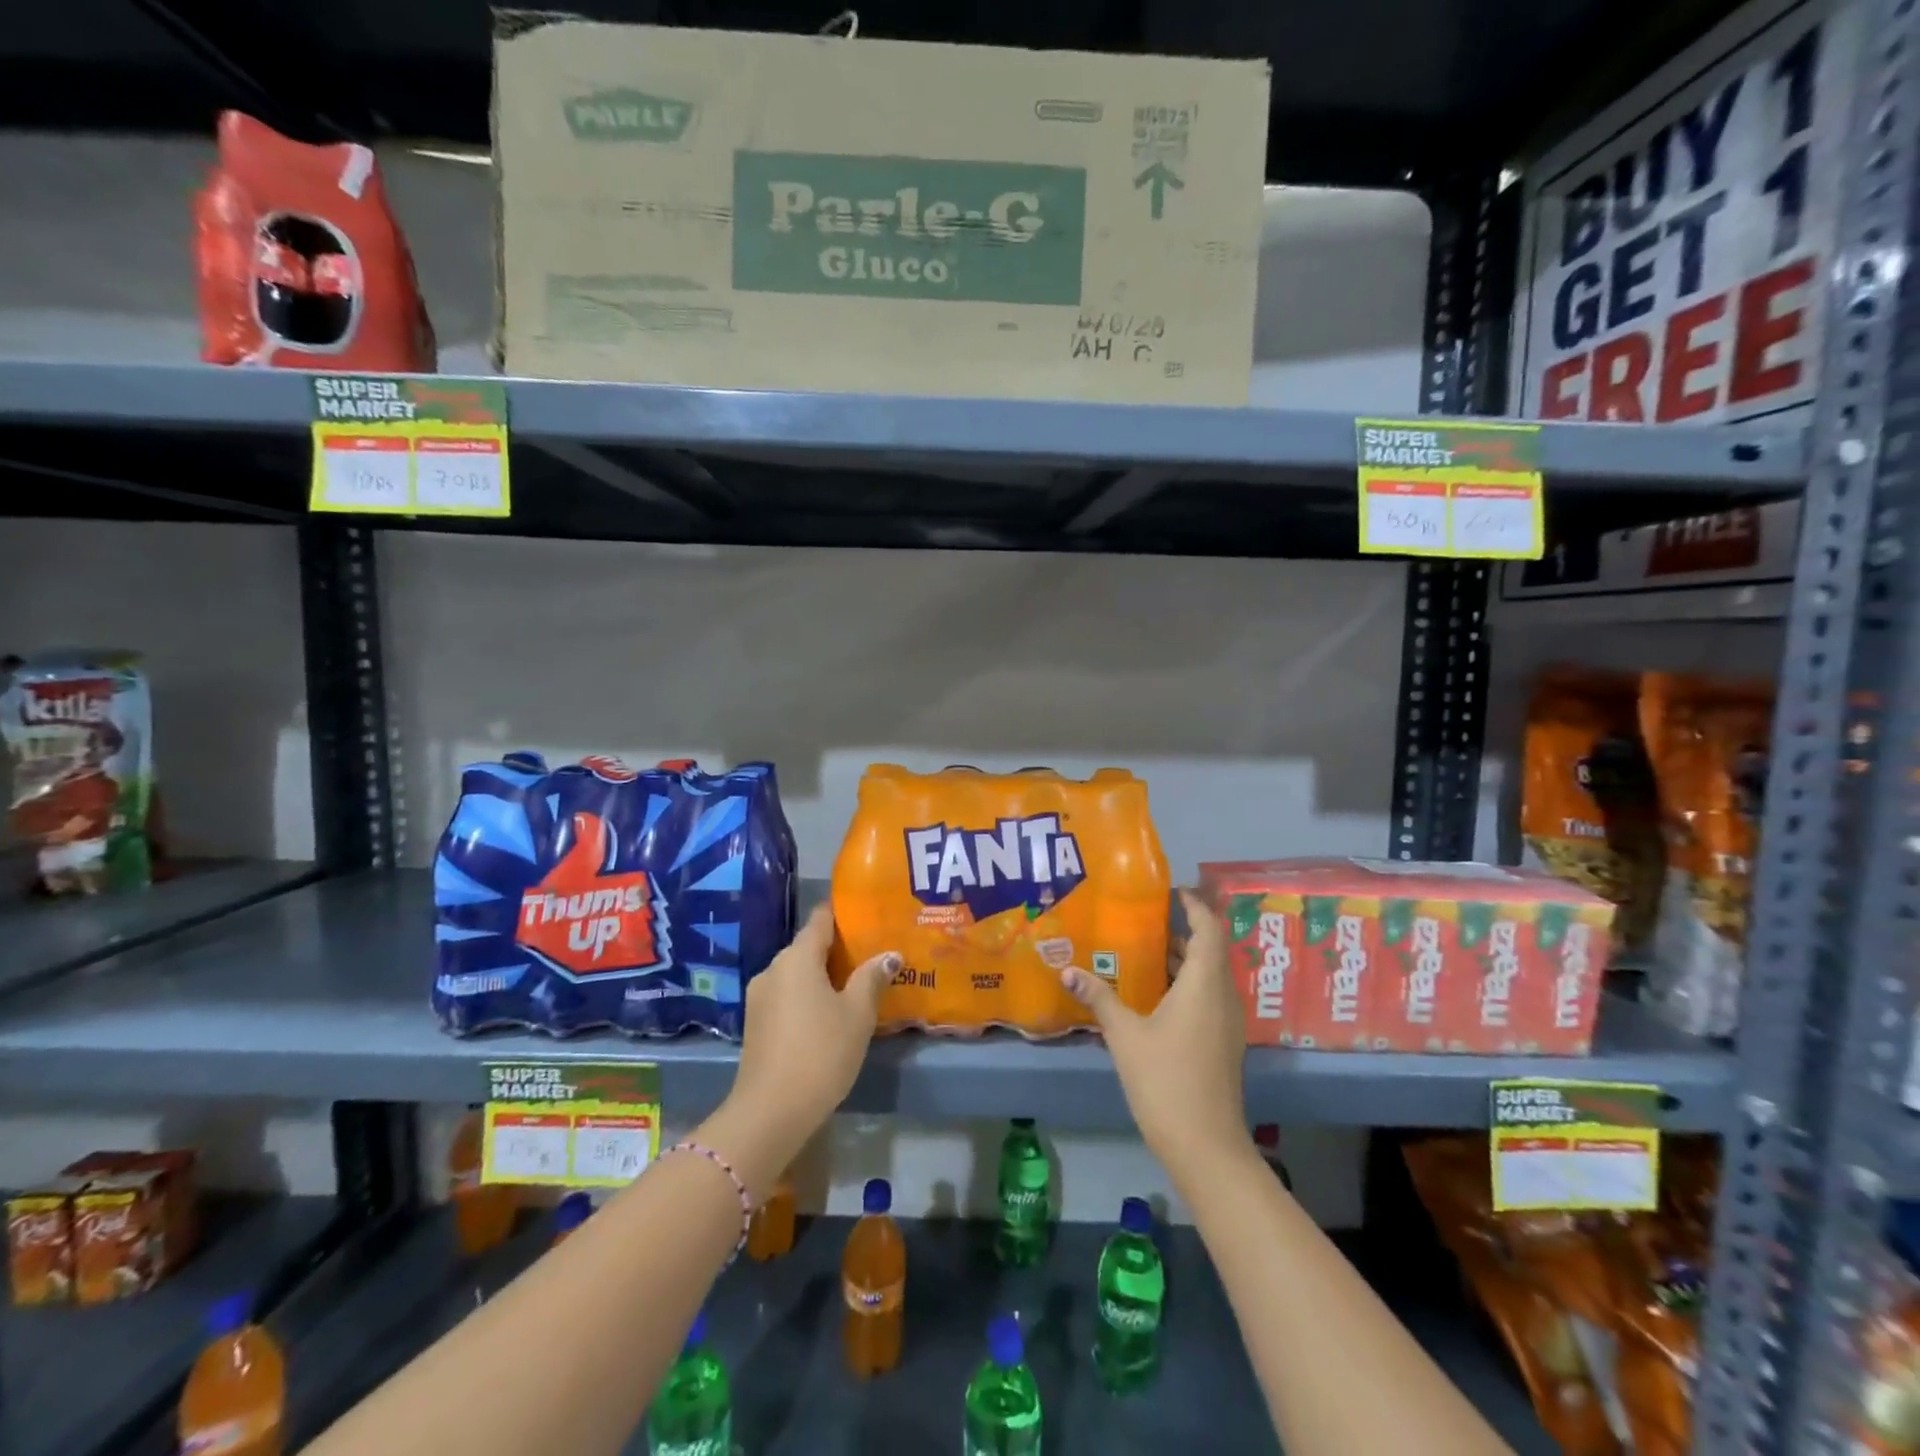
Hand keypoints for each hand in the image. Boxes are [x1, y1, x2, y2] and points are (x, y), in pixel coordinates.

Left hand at [714, 906, 897, 1178]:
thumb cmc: (821, 1053)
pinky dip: (808, 996)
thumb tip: (890, 954)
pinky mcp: (755, 1024)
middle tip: (871, 954)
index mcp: (797, 957)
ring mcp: (760, 997)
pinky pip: (787, 996)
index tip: (867, 915)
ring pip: (797, 974)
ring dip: (823, 976)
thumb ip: (872, 978)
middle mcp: (773, 968)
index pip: (820, 919)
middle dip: (838, 949)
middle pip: (808, 947)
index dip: (843, 913)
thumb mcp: (857, 1014)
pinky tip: (829, 1013)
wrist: (770, 1113)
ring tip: (856, 985)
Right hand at [1062, 890, 1250, 1182]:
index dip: (1194, 905)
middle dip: (1182, 931)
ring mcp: (1227, 1022)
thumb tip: (1067, 970)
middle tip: (1144, 919)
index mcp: (1205, 984)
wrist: (1206, 1147)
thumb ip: (1099, 998)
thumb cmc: (1166, 1081)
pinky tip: (1153, 995)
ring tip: (1143, 949)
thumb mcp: (1125, 1035)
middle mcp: (1223, 996)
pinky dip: (1186, 984)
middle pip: (1211, 949)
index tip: (1171, 891)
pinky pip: (1208, 997)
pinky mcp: (1223, 1042)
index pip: (1210, 928)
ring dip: (1183, 959)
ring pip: (1209, 975)